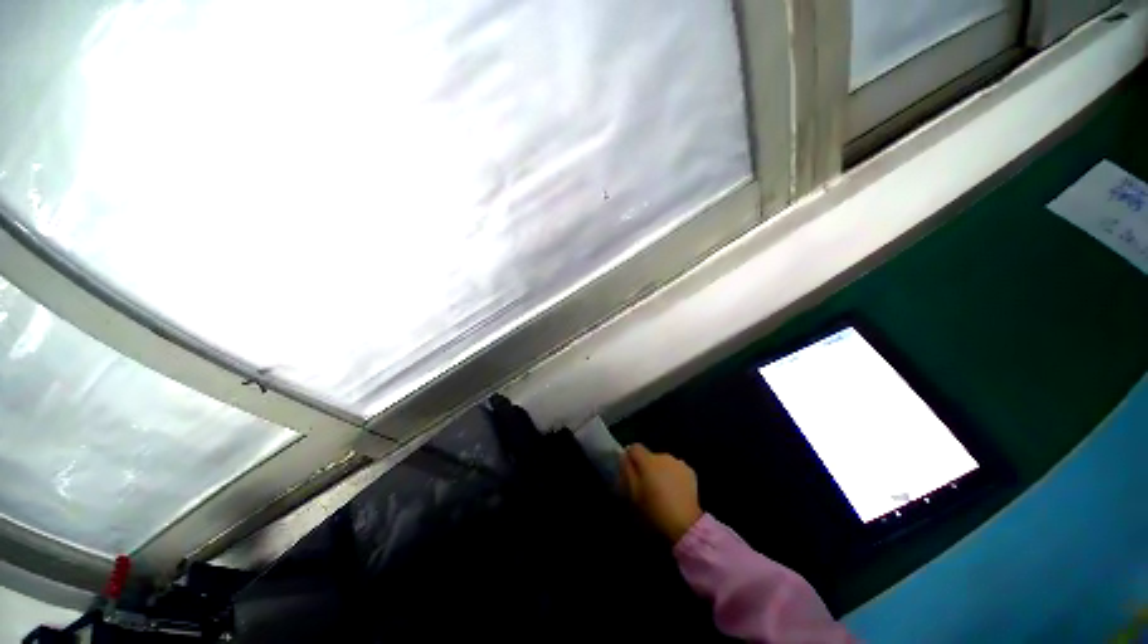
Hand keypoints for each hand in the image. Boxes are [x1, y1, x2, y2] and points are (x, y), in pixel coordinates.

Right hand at [621, 444, 702, 542]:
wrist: (685, 524)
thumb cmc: (654, 510)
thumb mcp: (633, 494)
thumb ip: (627, 471)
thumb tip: (624, 457)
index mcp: (648, 461)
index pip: (635, 447)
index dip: (630, 456)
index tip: (630, 469)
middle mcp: (663, 456)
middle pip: (650, 456)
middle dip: (646, 466)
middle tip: (646, 484)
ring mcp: (678, 463)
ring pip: (664, 462)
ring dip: (660, 470)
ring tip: (661, 489)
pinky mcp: (690, 471)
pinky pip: (676, 468)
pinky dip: (673, 475)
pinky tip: (674, 491)